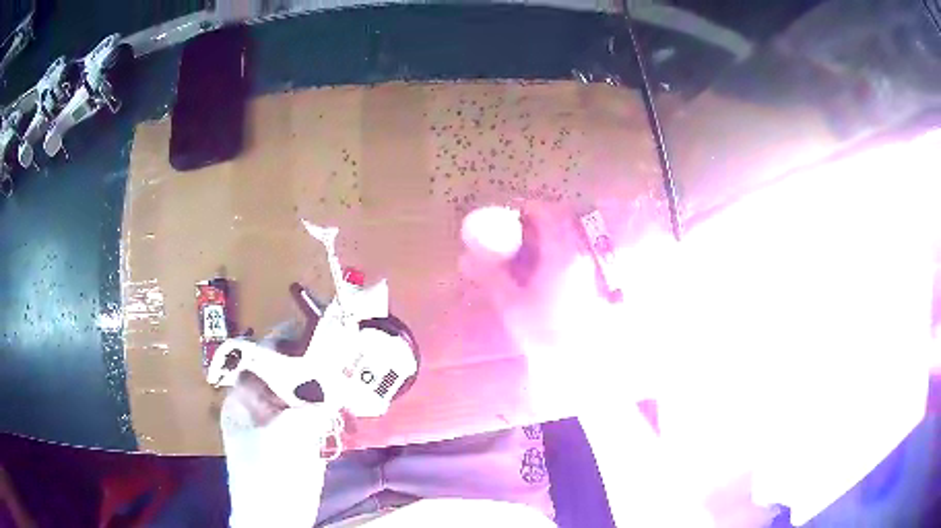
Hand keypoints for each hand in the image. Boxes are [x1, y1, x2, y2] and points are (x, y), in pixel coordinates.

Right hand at [459, 202, 603, 353]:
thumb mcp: (512, 304)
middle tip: (516, 231)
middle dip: (538, 221)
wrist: (579, 360)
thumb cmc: (544, 332)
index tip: (509, 214)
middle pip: (562, 222)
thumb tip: (465, 258)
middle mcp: (580, 255)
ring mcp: (589, 268)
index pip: (547, 214)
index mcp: (561, 253)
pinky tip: (543, 272)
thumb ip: (490, 276)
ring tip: (526, 252)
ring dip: (549, 236)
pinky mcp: (593, 282)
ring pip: (569, 239)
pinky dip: (558, 252)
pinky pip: (574, 254)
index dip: (528, 208)